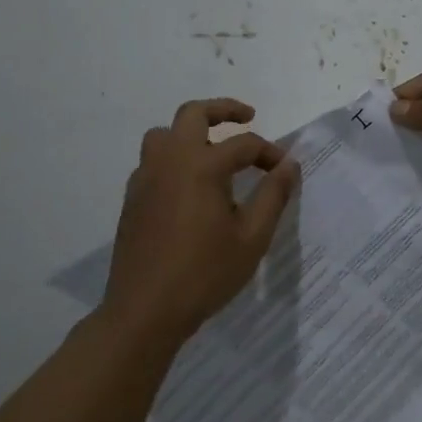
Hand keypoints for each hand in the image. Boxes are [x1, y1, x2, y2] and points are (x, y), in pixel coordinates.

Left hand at [104, 98, 299, 345]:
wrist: (145, 311)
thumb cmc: (205, 274)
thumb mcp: (252, 237)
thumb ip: (273, 195)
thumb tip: (289, 165)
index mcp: (202, 166)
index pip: (244, 144)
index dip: (270, 153)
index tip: (285, 170)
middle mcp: (170, 161)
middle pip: (193, 114)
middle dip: (223, 109)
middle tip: (248, 117)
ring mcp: (146, 178)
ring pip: (164, 134)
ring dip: (191, 132)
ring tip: (213, 150)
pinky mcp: (132, 199)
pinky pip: (153, 161)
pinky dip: (174, 158)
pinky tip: (189, 186)